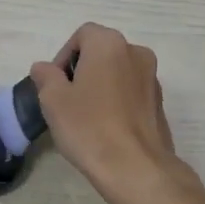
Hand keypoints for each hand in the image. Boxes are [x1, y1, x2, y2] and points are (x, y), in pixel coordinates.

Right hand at [29, 23, 189, 203]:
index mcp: (109, 44)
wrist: (136, 168)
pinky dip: (117, 101)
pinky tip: (106, 127)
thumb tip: (44, 68)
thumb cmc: (89, 127)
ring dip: (101, 85)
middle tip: (66, 99)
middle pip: (102, 51)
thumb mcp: (53, 100)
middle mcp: (136, 52)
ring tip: (85, 116)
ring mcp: (152, 78)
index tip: (55, 84)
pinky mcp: (160, 103)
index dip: (64, 56)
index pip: (82, 35)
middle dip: (82, 70)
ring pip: (118, 72)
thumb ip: (46, 76)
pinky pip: (131, 92)